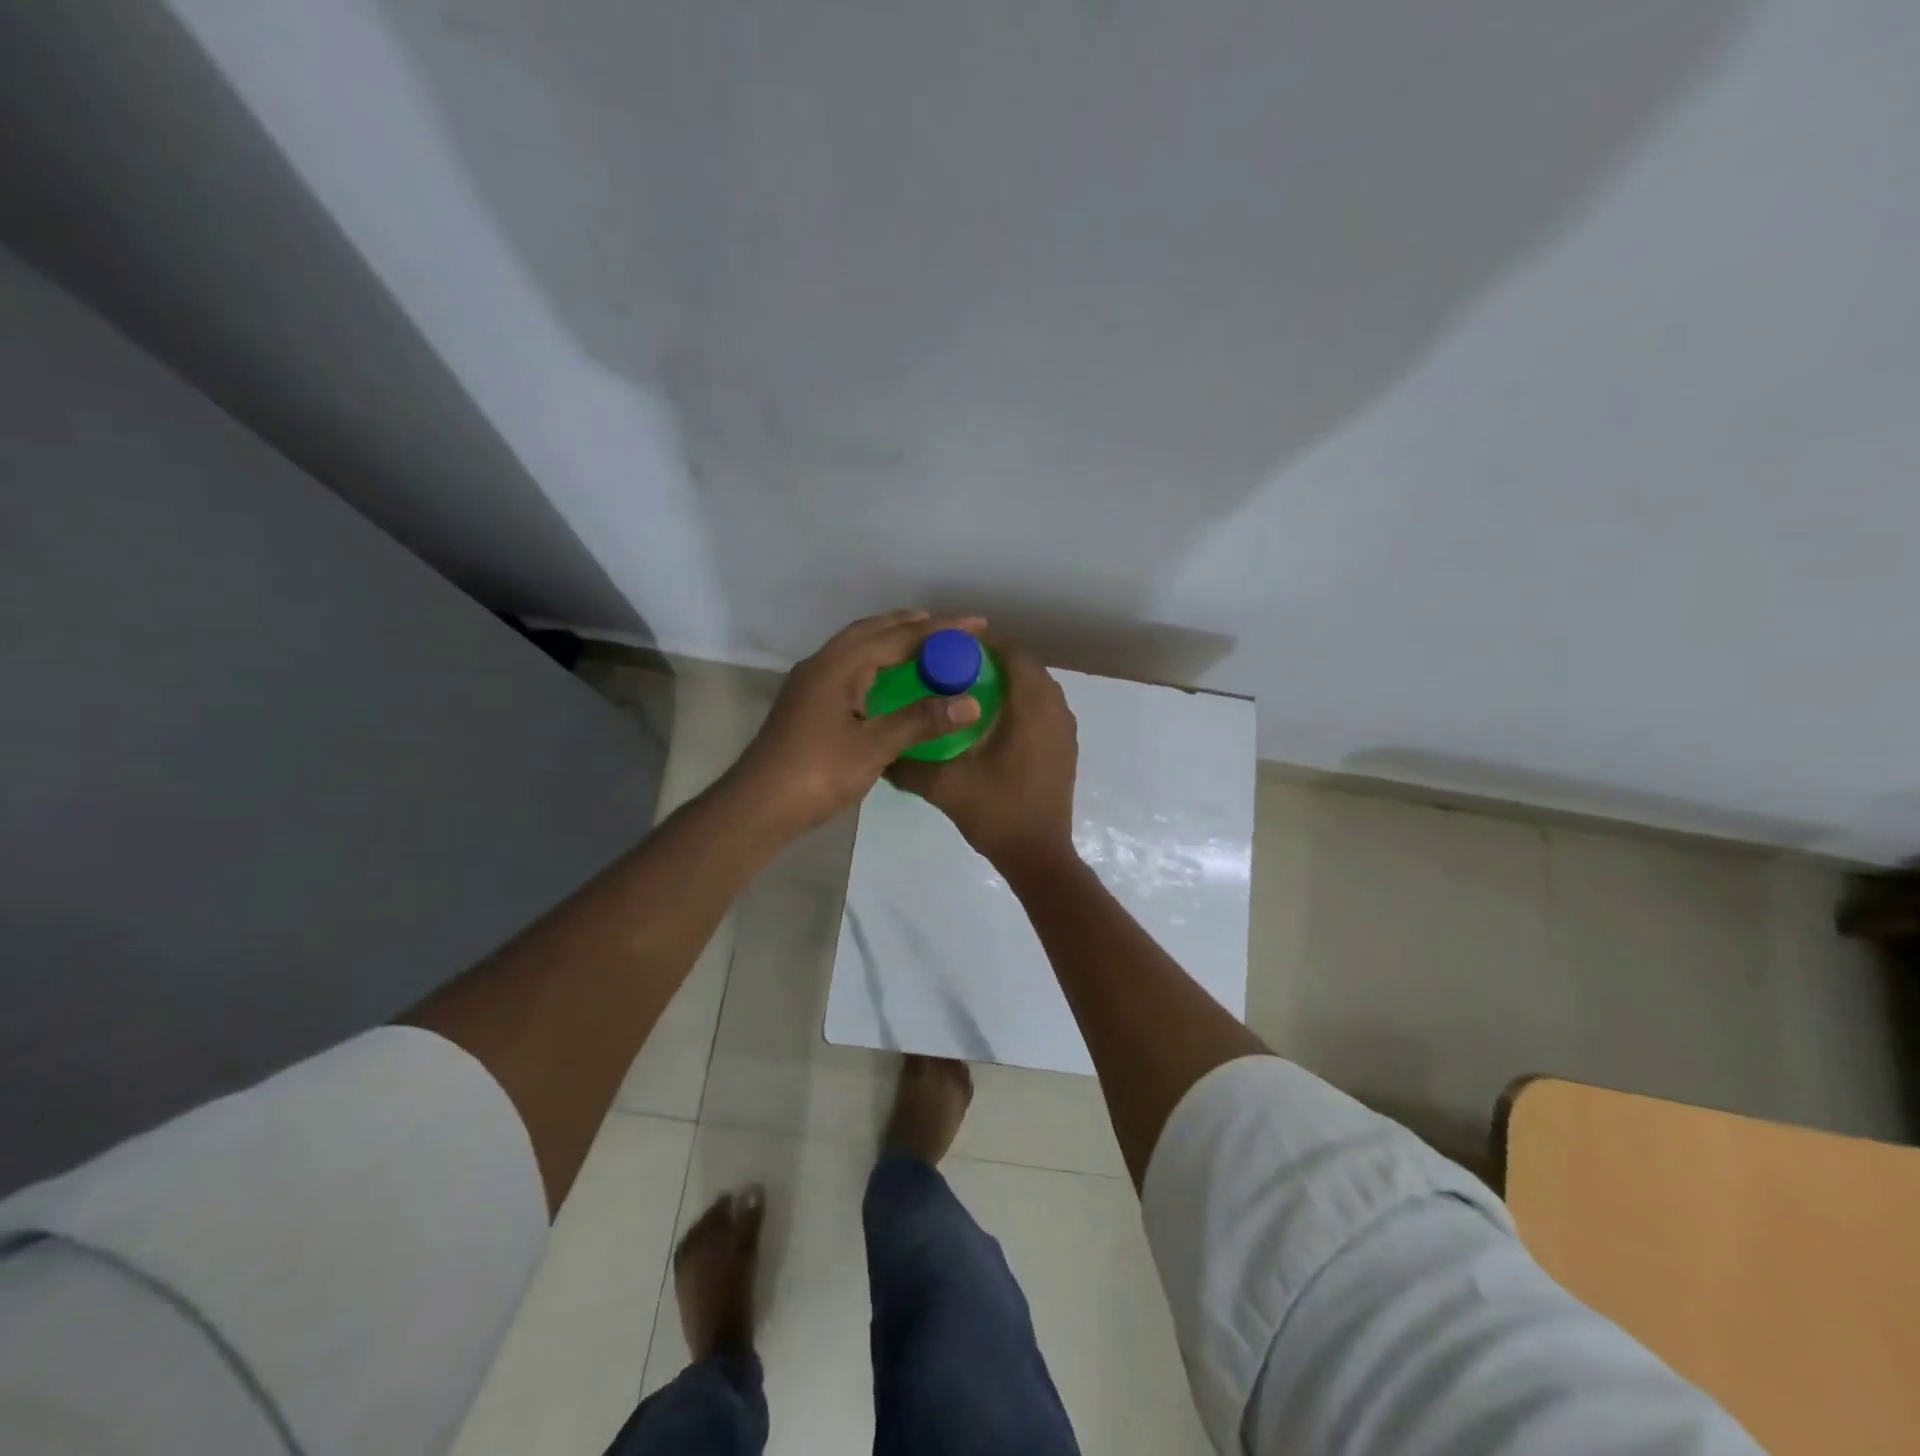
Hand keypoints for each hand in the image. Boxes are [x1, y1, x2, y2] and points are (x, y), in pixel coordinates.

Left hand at [729, 609, 986, 836]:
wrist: (758, 806)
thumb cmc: (817, 773)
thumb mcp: (874, 747)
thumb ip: (920, 721)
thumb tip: (970, 702)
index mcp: (838, 666)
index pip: (897, 637)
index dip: (940, 630)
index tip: (976, 624)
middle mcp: (822, 664)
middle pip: (872, 632)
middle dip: (912, 626)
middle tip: (950, 628)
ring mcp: (811, 684)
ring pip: (857, 648)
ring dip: (890, 640)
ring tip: (923, 645)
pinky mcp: (807, 703)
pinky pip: (849, 667)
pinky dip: (876, 662)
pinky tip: (888, 680)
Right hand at [888, 640, 1079, 870]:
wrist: (1039, 855)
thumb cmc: (997, 812)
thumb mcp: (945, 786)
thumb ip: (909, 765)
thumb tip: (879, 751)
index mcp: (1032, 707)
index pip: (1012, 653)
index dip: (982, 644)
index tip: (948, 648)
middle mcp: (1056, 708)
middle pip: (1026, 666)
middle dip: (992, 661)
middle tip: (952, 668)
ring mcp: (1065, 728)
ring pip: (1037, 687)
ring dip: (1008, 682)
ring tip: (968, 691)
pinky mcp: (1065, 746)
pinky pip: (1044, 708)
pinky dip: (1021, 702)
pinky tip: (991, 722)